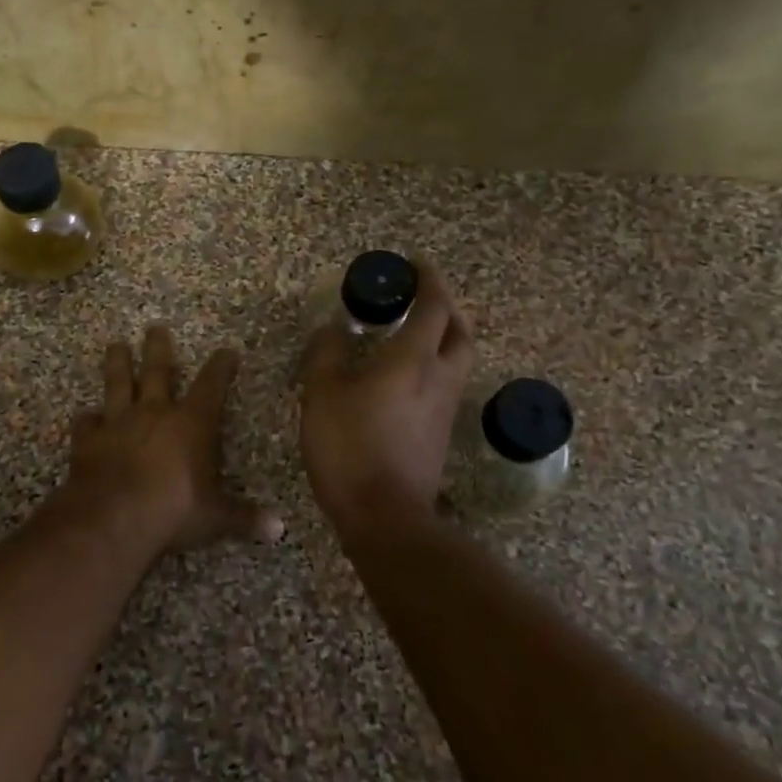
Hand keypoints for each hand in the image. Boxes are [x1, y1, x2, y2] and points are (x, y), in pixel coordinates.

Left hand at [59, 327, 276, 555]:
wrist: (113, 517)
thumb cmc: (173, 510)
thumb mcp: (215, 517)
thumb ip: (244, 518)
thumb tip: (280, 529)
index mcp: (191, 423)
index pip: (211, 386)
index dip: (220, 367)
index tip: (226, 350)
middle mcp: (154, 413)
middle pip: (157, 371)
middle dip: (158, 348)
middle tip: (155, 327)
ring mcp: (117, 423)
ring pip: (117, 384)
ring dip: (117, 364)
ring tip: (115, 345)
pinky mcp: (88, 441)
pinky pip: (86, 423)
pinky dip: (87, 419)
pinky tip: (86, 416)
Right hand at [299, 262, 475, 525]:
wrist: (384, 516)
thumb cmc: (350, 447)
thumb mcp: (321, 394)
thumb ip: (326, 353)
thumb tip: (332, 328)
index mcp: (413, 361)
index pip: (433, 307)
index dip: (428, 281)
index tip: (415, 265)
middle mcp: (439, 379)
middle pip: (459, 331)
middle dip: (446, 307)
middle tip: (421, 297)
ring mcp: (444, 409)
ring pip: (456, 360)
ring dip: (443, 336)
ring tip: (412, 331)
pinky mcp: (440, 434)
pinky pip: (444, 385)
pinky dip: (432, 365)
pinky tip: (404, 375)